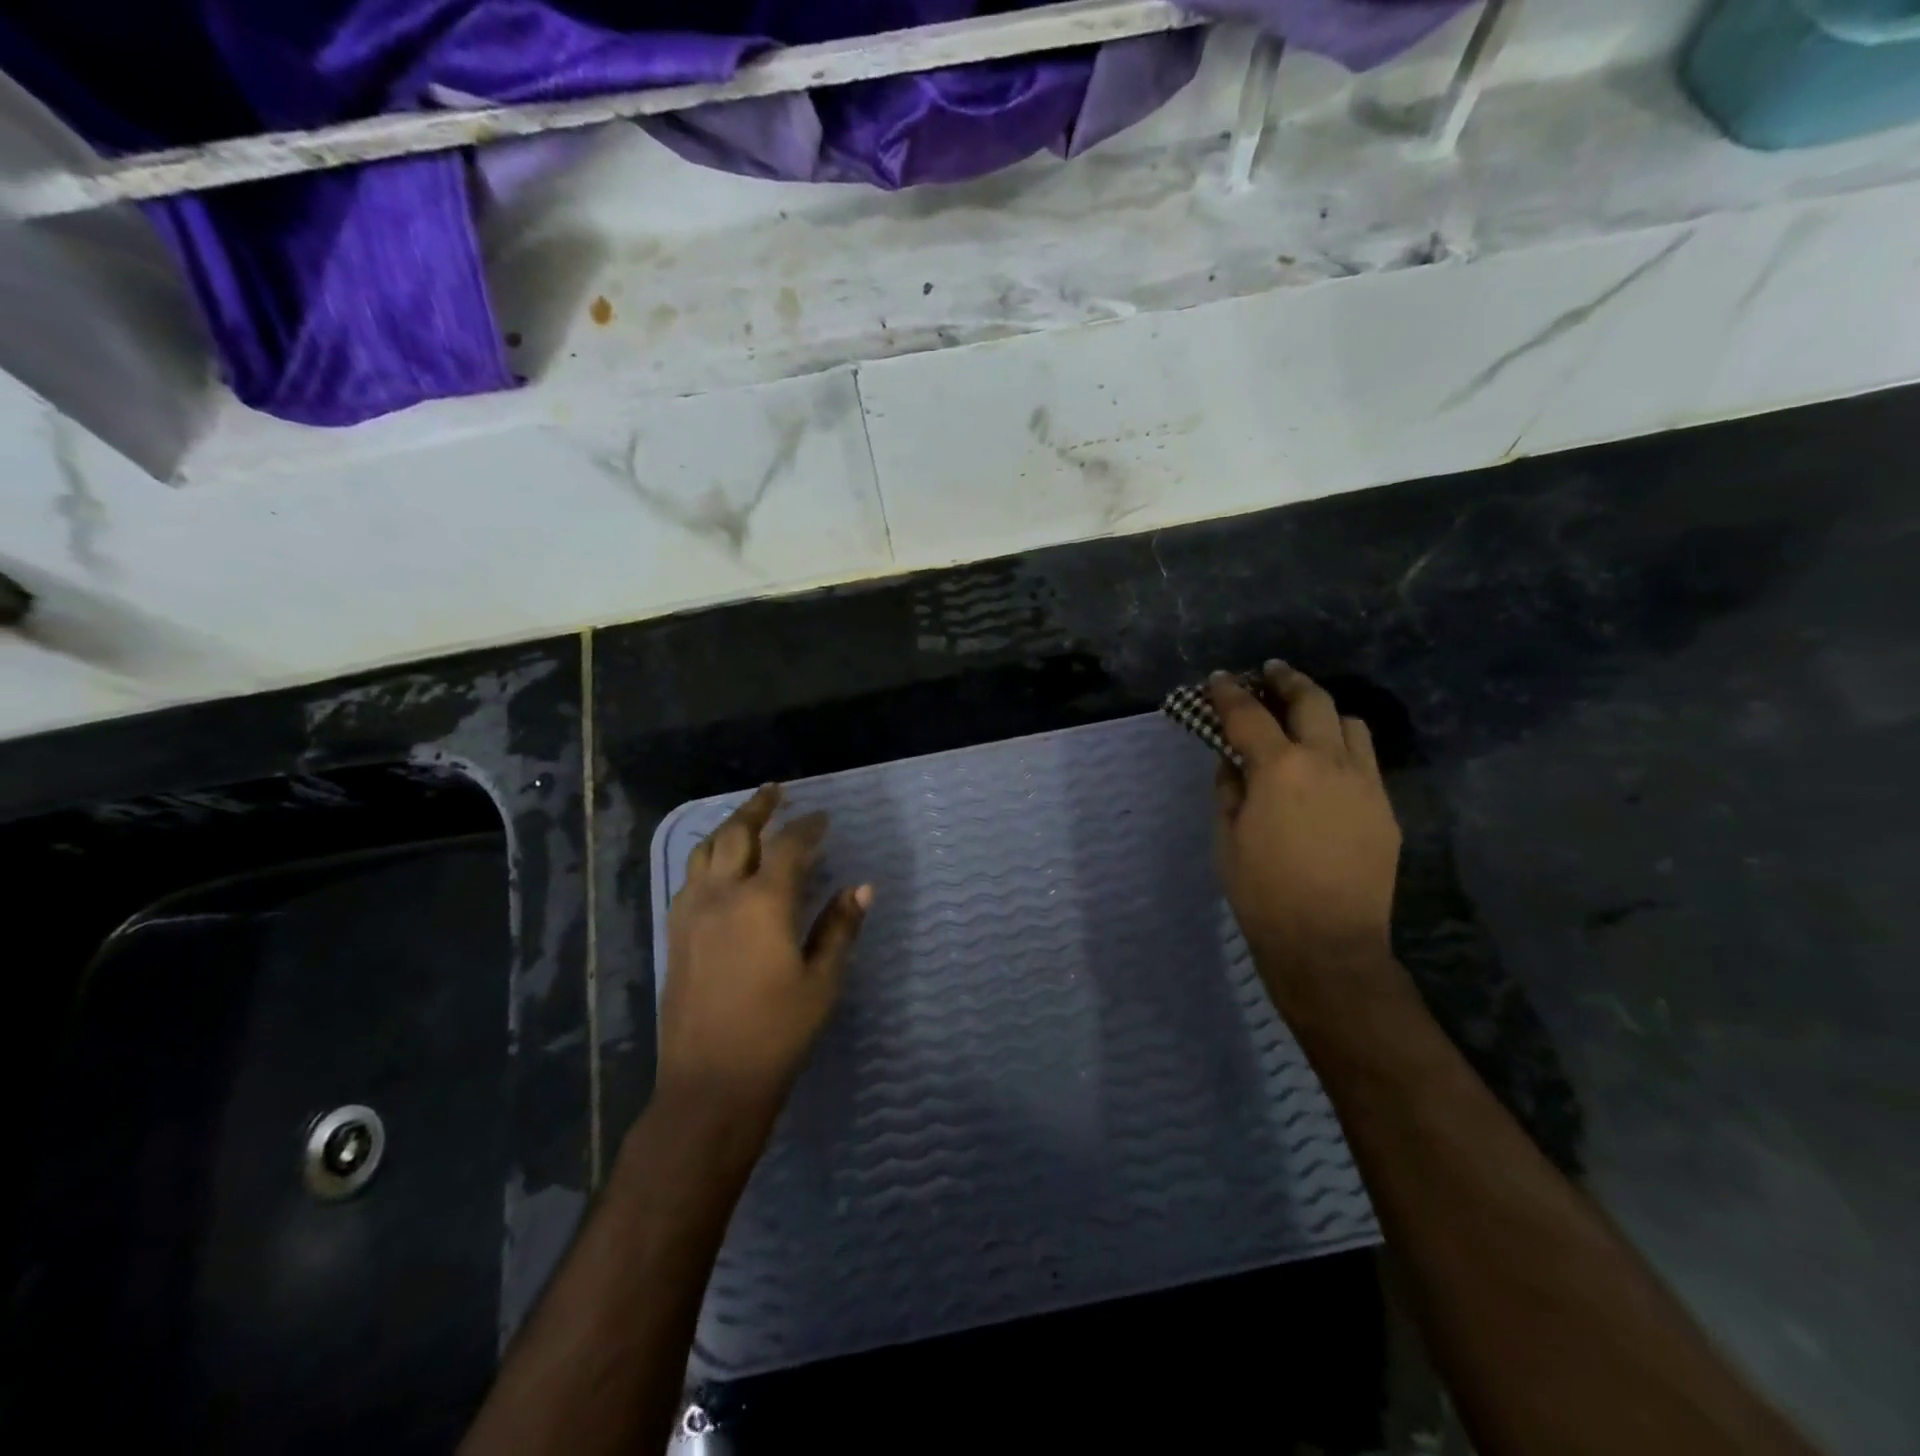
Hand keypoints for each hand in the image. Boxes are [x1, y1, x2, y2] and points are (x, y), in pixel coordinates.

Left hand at [659, 784, 870, 1120]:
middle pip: (736, 834)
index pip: (788, 847)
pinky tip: (718, 867)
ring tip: (745, 819)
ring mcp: (691, 914)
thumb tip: (862, 887)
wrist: (710, 1083)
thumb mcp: (822, 981)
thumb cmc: (777, 1033)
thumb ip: (839, 927)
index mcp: (763, 903)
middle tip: (775, 792)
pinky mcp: (675, 934)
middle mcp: (721, 896)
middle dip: (758, 809)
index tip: (823, 818)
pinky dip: (707, 857)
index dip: (808, 827)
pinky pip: (689, 878)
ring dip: (727, 828)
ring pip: (705, 852)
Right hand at [1209, 662, 1402, 1012]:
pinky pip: (1366, 759)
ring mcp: (1364, 782)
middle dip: (1287, 680)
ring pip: (1350, 723)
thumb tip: (1233, 760)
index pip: (1248, 714)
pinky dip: (1343, 747)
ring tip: (1305, 718)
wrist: (1327, 941)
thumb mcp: (1227, 837)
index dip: (1228, 692)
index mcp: (1279, 768)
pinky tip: (1327, 765)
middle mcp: (1327, 762)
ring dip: (1323, 711)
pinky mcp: (1385, 807)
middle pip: (1311, 700)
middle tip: (1271, 673)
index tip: (1218, 678)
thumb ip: (1229, 788)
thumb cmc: (1261, 891)